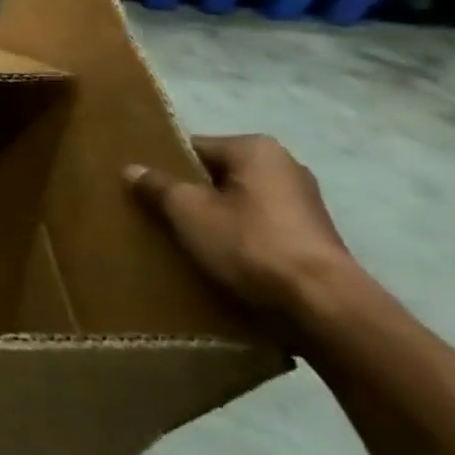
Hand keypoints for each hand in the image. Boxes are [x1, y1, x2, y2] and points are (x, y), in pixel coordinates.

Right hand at [126, 135, 359, 321]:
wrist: (322, 306)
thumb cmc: (249, 243)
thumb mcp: (188, 210)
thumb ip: (157, 186)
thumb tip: (131, 169)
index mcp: (256, 149)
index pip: (194, 148)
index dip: (166, 168)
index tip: (145, 190)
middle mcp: (285, 167)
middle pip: (217, 176)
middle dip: (190, 194)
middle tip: (158, 215)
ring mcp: (304, 204)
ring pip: (237, 203)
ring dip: (213, 218)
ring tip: (184, 239)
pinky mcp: (311, 238)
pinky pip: (258, 227)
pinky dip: (238, 238)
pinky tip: (218, 258)